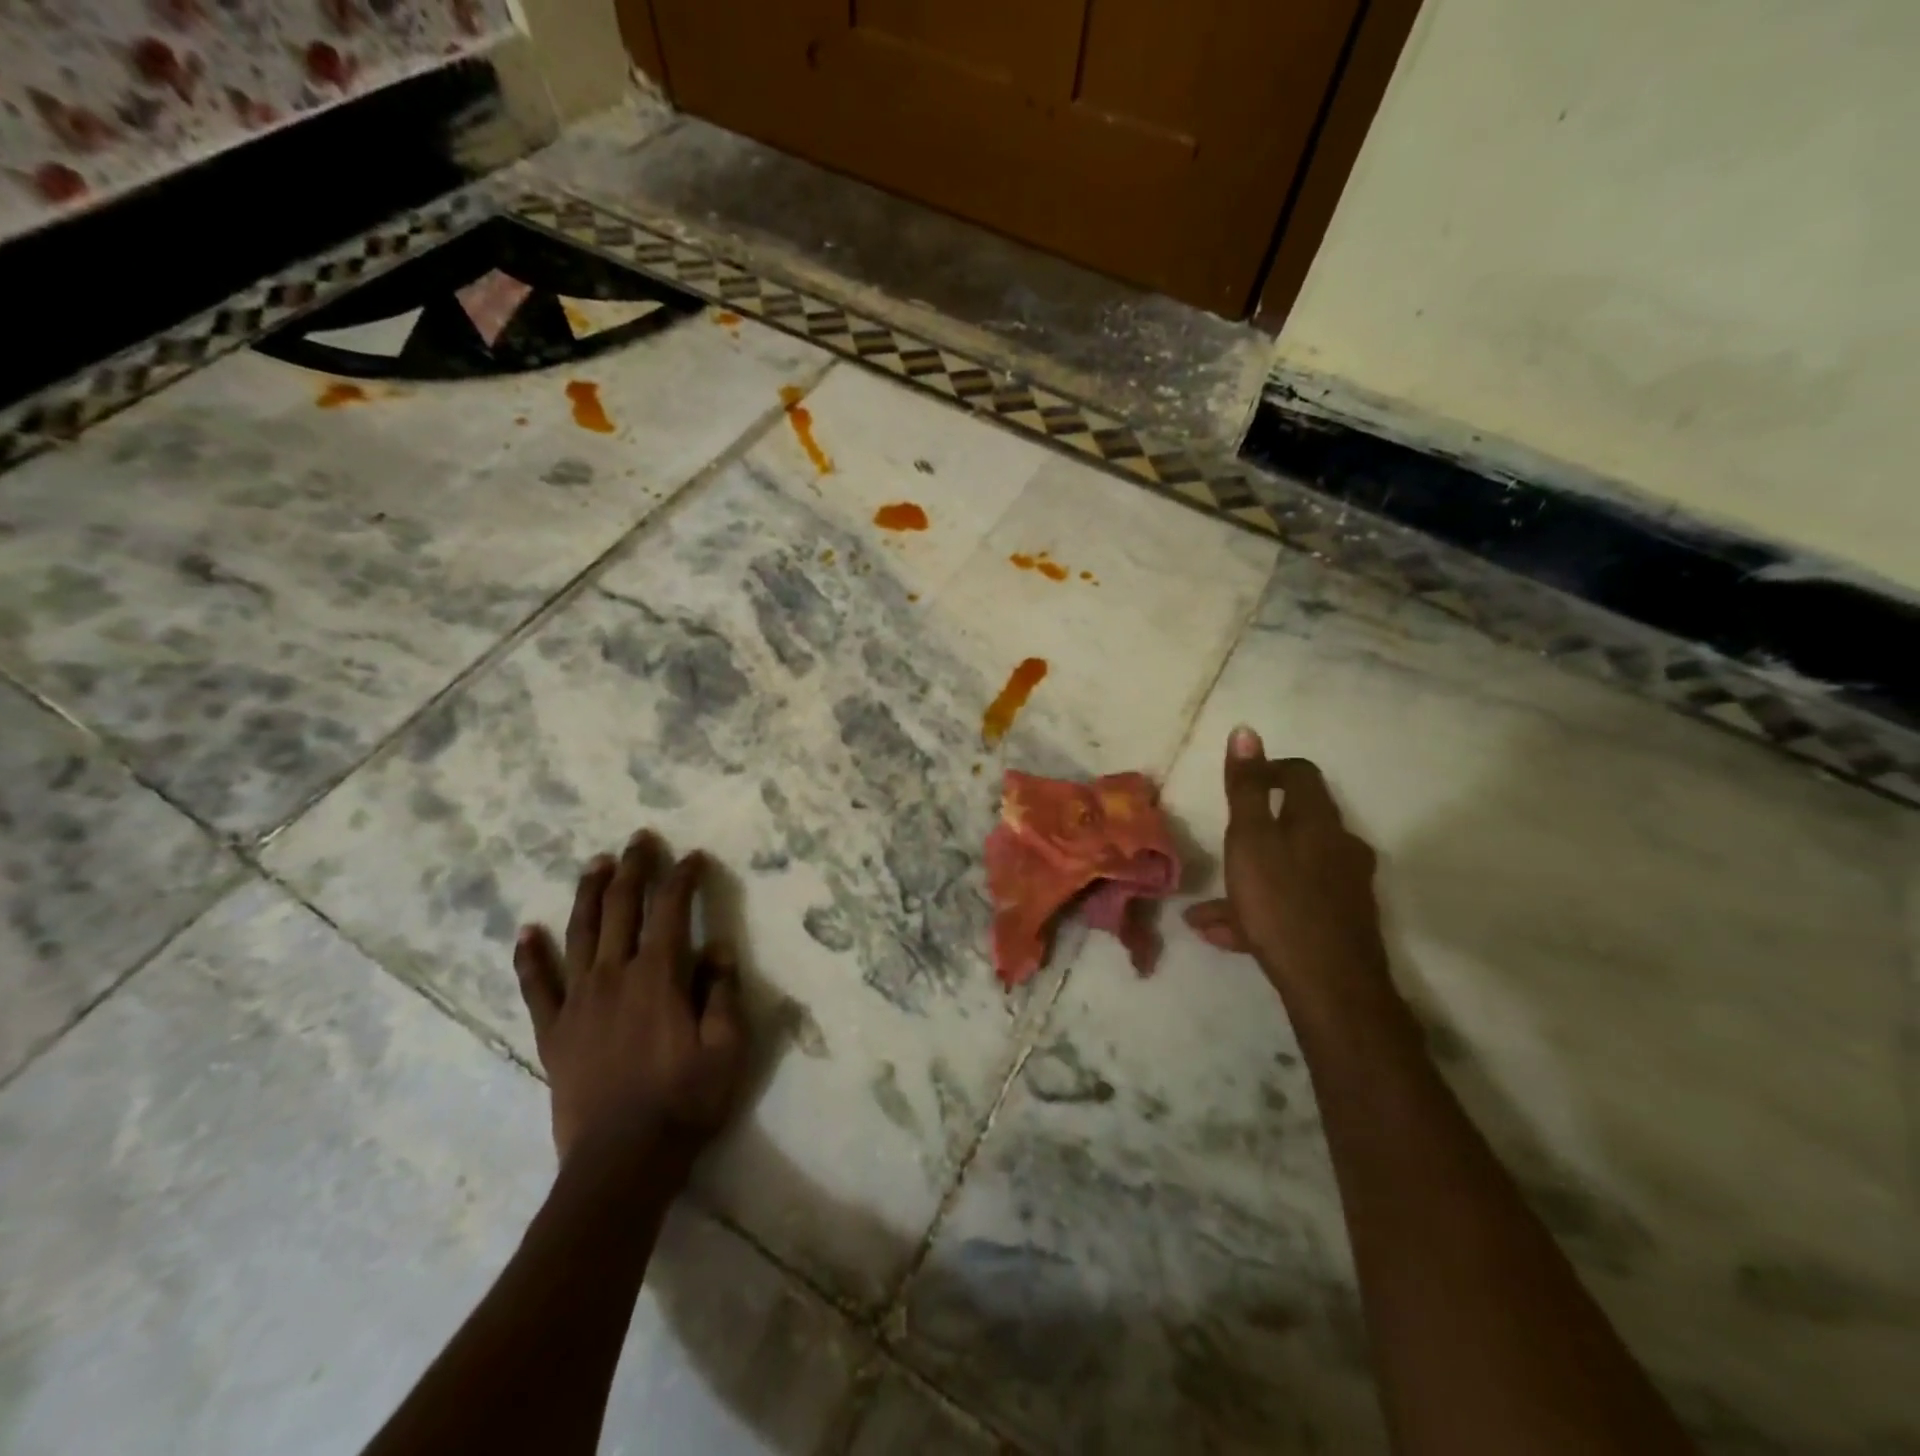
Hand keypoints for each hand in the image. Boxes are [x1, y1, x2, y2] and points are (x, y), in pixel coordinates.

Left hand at [513, 831, 747, 1173]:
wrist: (622, 1162)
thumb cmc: (685, 1101)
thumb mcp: (727, 1046)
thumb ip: (724, 992)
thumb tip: (719, 948)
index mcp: (659, 976)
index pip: (672, 910)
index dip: (683, 877)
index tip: (693, 856)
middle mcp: (614, 976)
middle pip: (622, 908)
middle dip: (634, 868)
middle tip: (640, 839)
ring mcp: (578, 1002)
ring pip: (580, 933)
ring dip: (589, 893)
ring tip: (595, 863)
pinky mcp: (554, 1032)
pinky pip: (537, 986)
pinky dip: (531, 956)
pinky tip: (528, 931)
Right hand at [1184, 727, 1389, 1003]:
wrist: (1332, 986)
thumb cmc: (1281, 902)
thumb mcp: (1250, 839)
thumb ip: (1244, 789)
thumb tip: (1246, 731)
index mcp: (1319, 822)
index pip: (1300, 775)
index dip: (1269, 770)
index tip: (1240, 782)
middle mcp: (1340, 848)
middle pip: (1296, 824)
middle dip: (1255, 834)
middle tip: (1224, 847)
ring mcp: (1345, 888)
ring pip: (1289, 871)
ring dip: (1250, 880)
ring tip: (1206, 909)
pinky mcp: (1342, 924)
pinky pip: (1293, 905)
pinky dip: (1260, 912)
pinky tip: (1222, 935)